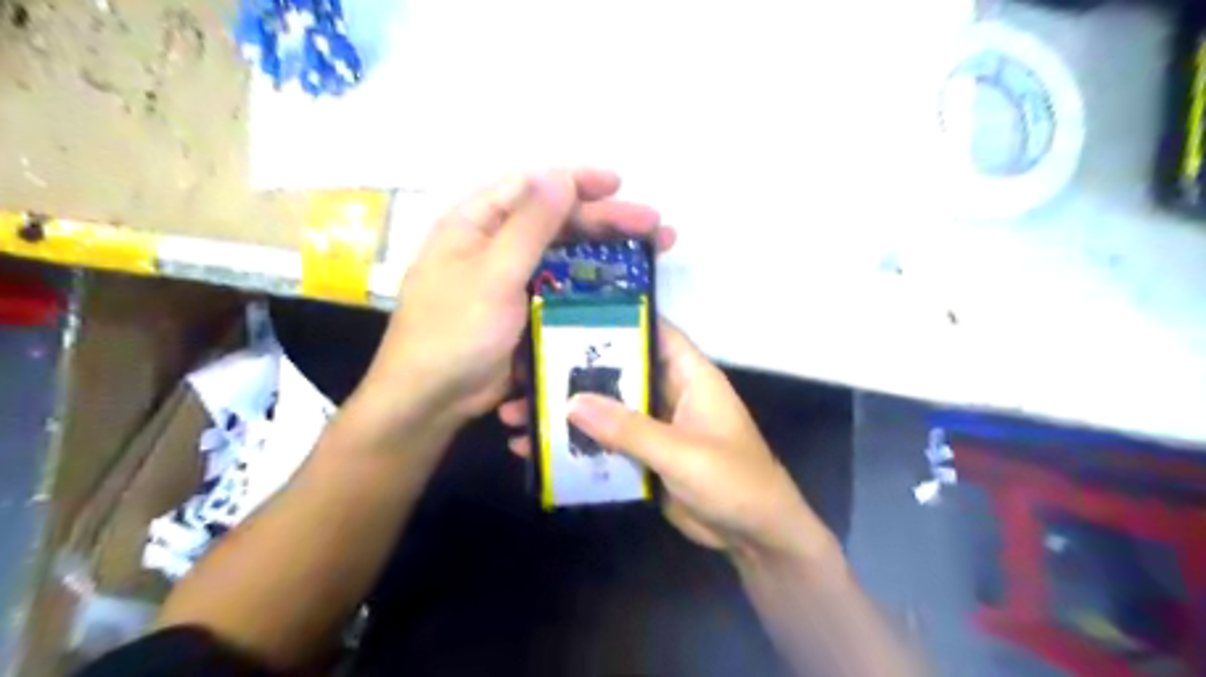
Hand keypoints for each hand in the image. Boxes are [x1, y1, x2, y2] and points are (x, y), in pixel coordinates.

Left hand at [357, 166, 672, 435]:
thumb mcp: (492, 274)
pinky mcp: (528, 310)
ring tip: (655, 248)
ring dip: (609, 251)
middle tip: (655, 225)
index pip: (532, 187)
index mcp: (477, 224)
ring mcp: (514, 280)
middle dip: (606, 220)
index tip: (618, 184)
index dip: (576, 182)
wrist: (433, 399)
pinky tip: (627, 284)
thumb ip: (529, 227)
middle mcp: (496, 245)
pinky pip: (568, 288)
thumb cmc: (454, 330)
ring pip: (568, 255)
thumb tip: (562, 178)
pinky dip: (596, 284)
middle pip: (558, 222)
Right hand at [499, 321, 839, 562]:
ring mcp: (656, 424)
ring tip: (515, 415)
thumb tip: (571, 403)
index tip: (568, 316)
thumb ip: (629, 428)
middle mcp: (670, 391)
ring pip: (607, 408)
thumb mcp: (681, 452)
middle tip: (523, 373)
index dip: (617, 319)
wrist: (753, 535)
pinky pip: (607, 440)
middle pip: (619, 370)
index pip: (653, 331)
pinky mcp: (645, 454)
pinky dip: (578, 443)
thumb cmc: (733, 481)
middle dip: (574, 373)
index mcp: (690, 375)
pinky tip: (539, 449)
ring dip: (568, 411)